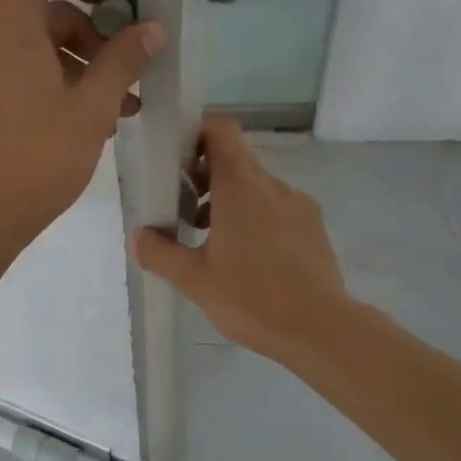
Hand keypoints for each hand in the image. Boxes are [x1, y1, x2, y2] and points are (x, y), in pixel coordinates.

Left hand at [0, 0, 163, 260]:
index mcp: (10, 21)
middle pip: (47, 9)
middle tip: (130, 79)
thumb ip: (124, 60)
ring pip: (37, 46)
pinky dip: (54, 84)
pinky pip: (19, 72)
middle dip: (94, 37)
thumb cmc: (35, 157)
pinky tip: (88, 124)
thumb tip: (152, 29)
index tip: (109, 3)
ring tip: (119, 111)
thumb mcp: (92, 107)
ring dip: (81, 67)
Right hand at [132, 116, 352, 364]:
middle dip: (204, 179)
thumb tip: (139, 234)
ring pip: (256, 188)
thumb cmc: (252, 298)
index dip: (196, 135)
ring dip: (229, 203)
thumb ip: (159, 253)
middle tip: (183, 214)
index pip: (220, 130)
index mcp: (241, 187)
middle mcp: (272, 186)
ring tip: (211, 243)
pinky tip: (247, 260)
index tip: (176, 163)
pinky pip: (277, 208)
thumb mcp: (194, 280)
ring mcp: (298, 205)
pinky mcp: (313, 227)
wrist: (322, 330)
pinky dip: (256, 219)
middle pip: (234, 160)